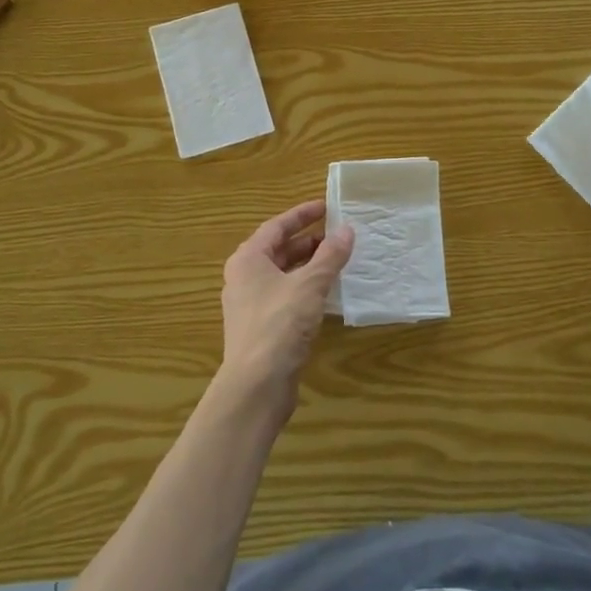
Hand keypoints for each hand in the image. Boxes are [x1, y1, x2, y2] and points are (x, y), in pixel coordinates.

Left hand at [219, 201, 353, 414]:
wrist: (256, 384)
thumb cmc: (279, 324)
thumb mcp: (310, 285)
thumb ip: (329, 256)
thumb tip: (346, 230)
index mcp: (248, 259)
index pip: (276, 226)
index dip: (302, 215)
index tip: (326, 206)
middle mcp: (243, 277)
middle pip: (277, 250)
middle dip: (307, 241)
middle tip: (336, 235)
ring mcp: (249, 304)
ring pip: (281, 275)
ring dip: (307, 265)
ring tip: (336, 260)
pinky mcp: (260, 327)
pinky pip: (284, 296)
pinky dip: (304, 288)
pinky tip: (326, 294)